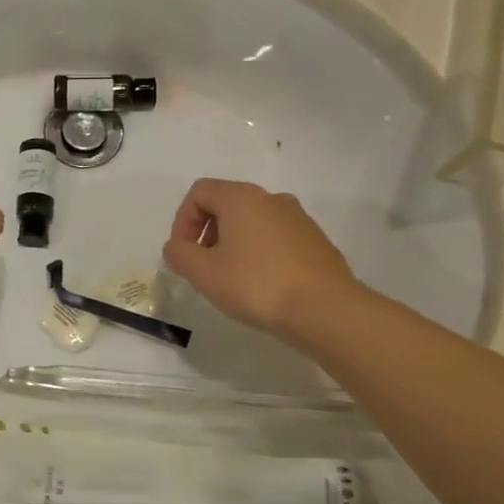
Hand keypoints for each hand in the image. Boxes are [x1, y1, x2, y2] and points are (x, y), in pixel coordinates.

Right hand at [161, 179, 359, 346]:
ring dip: (234, 244)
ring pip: (253, 222)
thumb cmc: (257, 285)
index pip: (199, 192)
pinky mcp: (317, 241)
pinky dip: (261, 255)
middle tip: (204, 267)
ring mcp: (299, 219)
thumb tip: (177, 247)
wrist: (326, 310)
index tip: (184, 253)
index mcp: (241, 197)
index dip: (183, 221)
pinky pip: (277, 239)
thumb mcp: (203, 273)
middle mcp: (271, 198)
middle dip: (208, 233)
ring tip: (233, 280)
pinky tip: (263, 286)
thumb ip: (179, 254)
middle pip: (226, 205)